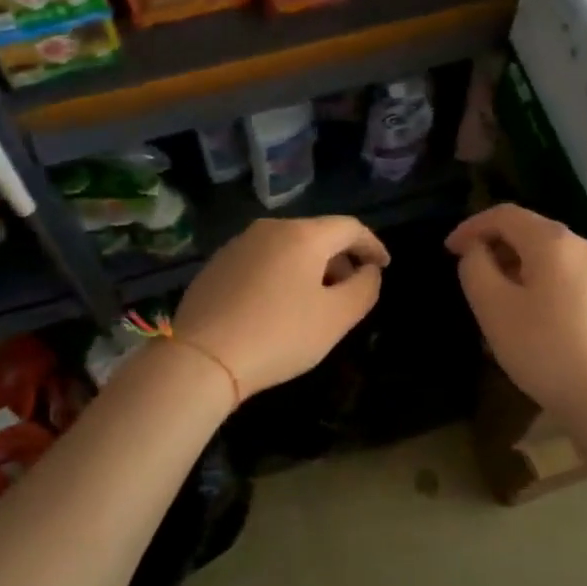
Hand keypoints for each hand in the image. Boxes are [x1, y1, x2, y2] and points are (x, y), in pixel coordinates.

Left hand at [174, 216, 389, 397]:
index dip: (372, 245)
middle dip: (340, 259)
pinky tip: (277, 306)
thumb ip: (364, 289)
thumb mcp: (336, 318)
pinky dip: (280, 275)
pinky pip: (262, 261)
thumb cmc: (279, 335)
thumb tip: (369, 271)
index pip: (350, 227)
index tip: (384, 266)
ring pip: (287, 248)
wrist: (202, 358)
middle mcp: (269, 229)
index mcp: (303, 235)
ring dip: (309, 268)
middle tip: (351, 290)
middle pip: (317, 235)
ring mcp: (238, 245)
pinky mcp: (216, 265)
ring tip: (315, 301)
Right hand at [446, 204, 586, 423]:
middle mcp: (581, 245)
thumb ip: (475, 268)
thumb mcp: (493, 308)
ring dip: (514, 263)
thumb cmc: (544, 349)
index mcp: (553, 242)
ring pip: (546, 252)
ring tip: (493, 294)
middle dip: (493, 244)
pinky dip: (536, 278)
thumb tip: (476, 251)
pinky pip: (563, 271)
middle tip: (469, 272)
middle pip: (528, 229)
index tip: (448, 250)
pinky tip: (527, 310)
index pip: (505, 215)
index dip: (471, 226)